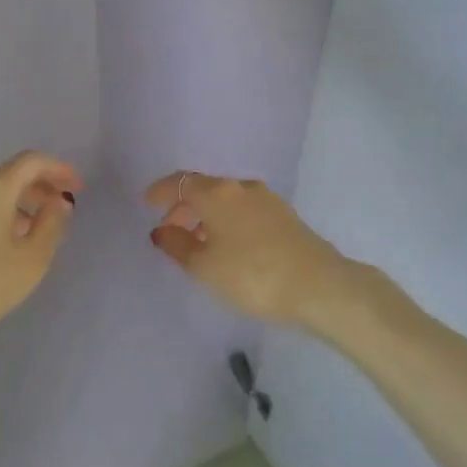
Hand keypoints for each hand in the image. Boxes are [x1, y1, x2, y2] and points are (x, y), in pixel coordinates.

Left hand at [0, 150, 81, 371]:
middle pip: (11, 175)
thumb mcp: (29, 261)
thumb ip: (51, 226)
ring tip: (37, 234)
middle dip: (40, 187)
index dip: (59, 169)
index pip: (32, 161)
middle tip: (61, 209)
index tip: (78, 187)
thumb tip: (59, 202)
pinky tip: (4, 248)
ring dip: (19, 205)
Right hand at [144, 170, 364, 326]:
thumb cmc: (252, 275)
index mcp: (217, 193)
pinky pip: (244, 210)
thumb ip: (178, 246)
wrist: (318, 285)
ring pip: (226, 200)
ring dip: (207, 215)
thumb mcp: (205, 267)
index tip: (147, 202)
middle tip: (170, 230)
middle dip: (184, 206)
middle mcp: (241, 187)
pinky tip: (229, 245)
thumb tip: (161, 230)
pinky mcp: (285, 215)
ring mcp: (267, 199)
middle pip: (205, 188)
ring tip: (198, 242)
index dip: (161, 191)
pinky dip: (228, 221)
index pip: (181, 182)